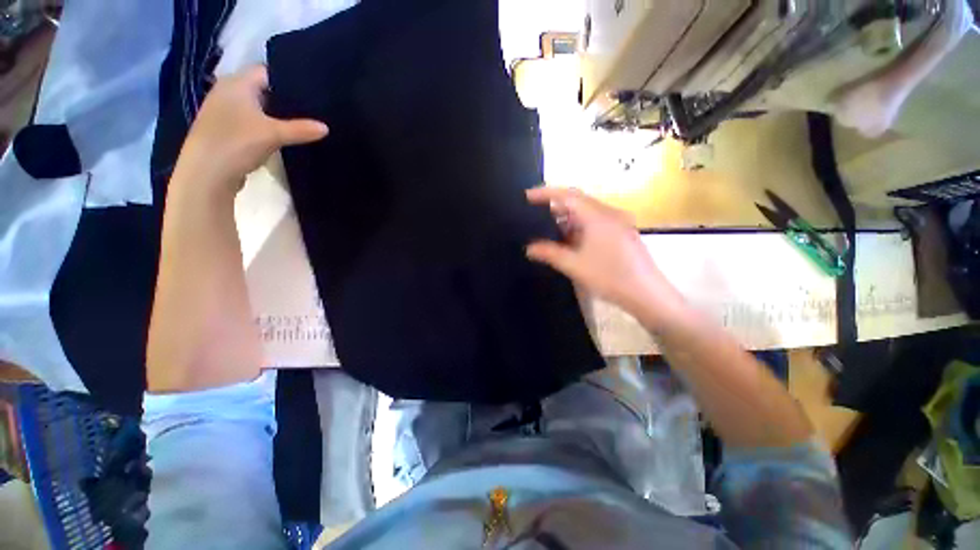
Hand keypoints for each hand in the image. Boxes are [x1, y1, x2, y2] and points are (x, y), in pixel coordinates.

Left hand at [174, 65, 327, 195]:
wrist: (207, 173)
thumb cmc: (237, 143)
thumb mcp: (274, 135)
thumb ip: (301, 129)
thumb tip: (326, 128)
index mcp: (236, 83)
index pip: (265, 71)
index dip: (286, 78)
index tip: (308, 90)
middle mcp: (226, 91)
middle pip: (260, 88)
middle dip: (282, 98)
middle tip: (308, 108)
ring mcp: (222, 110)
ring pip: (254, 105)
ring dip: (271, 113)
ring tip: (297, 122)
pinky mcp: (223, 128)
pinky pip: (247, 120)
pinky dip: (262, 125)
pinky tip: (276, 136)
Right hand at [526, 187, 688, 328]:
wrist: (647, 294)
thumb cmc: (609, 277)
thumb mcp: (574, 265)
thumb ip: (549, 253)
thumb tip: (529, 248)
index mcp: (597, 216)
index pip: (567, 195)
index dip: (545, 193)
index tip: (527, 196)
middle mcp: (609, 213)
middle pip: (577, 201)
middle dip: (554, 207)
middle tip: (534, 217)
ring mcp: (618, 222)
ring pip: (586, 213)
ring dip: (567, 219)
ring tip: (548, 230)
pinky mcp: (622, 232)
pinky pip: (595, 222)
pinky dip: (579, 227)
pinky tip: (569, 240)